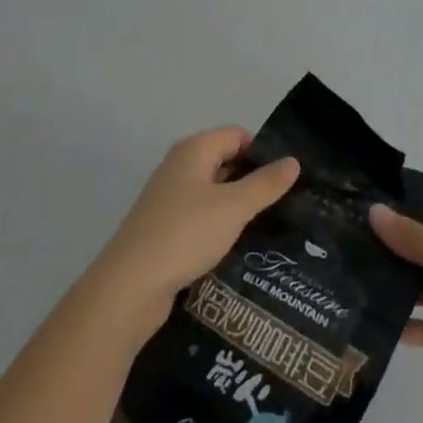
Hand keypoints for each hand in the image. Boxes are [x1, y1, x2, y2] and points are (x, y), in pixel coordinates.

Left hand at [91, 128, 299, 332]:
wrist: (129, 287)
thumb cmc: (186, 233)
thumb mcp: (234, 207)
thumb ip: (265, 184)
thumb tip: (293, 161)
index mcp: (194, 150)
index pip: (238, 135)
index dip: (263, 152)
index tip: (287, 179)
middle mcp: (179, 166)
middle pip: (225, 161)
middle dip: (252, 180)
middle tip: (284, 203)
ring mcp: (167, 198)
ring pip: (213, 192)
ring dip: (236, 206)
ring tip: (267, 226)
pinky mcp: (162, 228)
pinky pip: (199, 216)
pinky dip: (218, 226)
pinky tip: (235, 246)